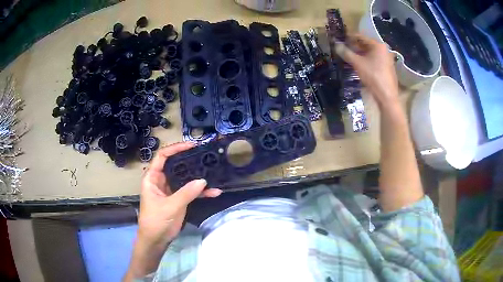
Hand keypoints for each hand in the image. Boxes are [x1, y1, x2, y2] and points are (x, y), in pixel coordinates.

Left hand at [137, 142, 221, 248]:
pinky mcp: (179, 199)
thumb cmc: (156, 221)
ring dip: (198, 177)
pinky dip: (201, 192)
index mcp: (153, 178)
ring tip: (213, 170)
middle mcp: (161, 181)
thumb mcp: (170, 206)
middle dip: (190, 160)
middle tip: (204, 155)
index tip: (191, 146)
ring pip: (185, 178)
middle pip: (176, 165)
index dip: (175, 148)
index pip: (162, 157)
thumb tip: (203, 181)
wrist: (156, 240)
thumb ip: (186, 193)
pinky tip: (214, 192)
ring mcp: (171, 190)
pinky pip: (191, 192)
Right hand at [336, 34, 398, 107]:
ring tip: (348, 57)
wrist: (387, 96)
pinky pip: (374, 59)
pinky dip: (365, 60)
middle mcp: (383, 49)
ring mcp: (386, 58)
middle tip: (342, 49)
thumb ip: (346, 52)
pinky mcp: (386, 67)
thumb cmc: (373, 76)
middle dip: (353, 47)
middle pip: (365, 44)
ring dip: (359, 54)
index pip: (360, 37)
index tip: (339, 40)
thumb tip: (336, 44)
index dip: (348, 38)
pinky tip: (358, 65)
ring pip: (369, 53)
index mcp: (378, 45)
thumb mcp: (357, 63)